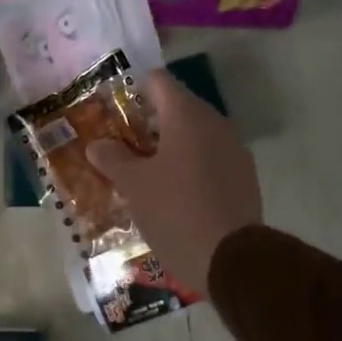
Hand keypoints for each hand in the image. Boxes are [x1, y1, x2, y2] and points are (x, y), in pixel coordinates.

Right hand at [86, 70, 261, 294]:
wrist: (231, 259)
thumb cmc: (175, 211)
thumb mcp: (134, 186)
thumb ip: (113, 159)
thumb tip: (97, 144)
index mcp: (186, 115)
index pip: (158, 81)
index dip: (134, 88)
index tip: (114, 106)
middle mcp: (215, 123)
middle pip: (178, 107)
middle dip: (150, 121)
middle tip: (123, 142)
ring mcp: (234, 149)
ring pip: (196, 135)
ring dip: (171, 145)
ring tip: (145, 168)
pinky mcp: (244, 176)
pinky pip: (212, 158)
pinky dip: (191, 165)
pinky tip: (175, 190)